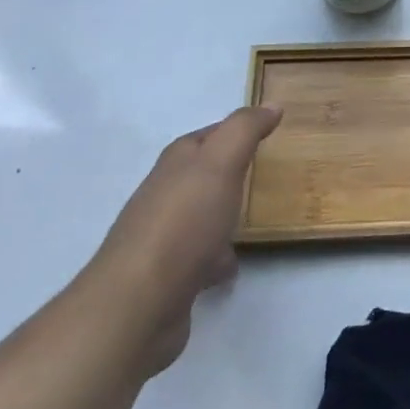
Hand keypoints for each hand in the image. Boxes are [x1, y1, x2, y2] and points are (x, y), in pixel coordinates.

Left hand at [89, 106, 282, 374]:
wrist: (138, 304)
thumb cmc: (183, 223)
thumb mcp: (220, 163)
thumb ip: (245, 130)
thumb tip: (271, 105)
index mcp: (176, 164)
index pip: (207, 136)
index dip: (236, 130)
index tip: (269, 130)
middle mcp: (165, 195)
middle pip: (202, 175)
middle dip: (230, 172)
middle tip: (267, 173)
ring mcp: (163, 238)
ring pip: (201, 217)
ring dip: (223, 216)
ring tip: (254, 219)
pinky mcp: (167, 277)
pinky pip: (199, 258)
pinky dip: (216, 258)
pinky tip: (231, 266)